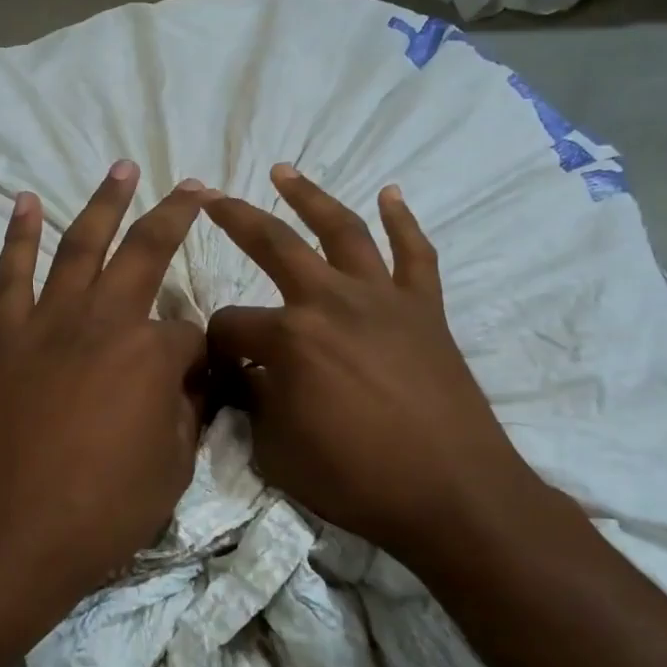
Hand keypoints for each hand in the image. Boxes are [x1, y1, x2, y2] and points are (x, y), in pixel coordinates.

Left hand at [0, 161, 210, 594]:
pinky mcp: (7, 339)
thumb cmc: (105, 510)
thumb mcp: (174, 466)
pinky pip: (11, 276)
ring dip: (103, 203)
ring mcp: (50, 324)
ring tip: (121, 167)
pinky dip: (18, 237)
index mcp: (153, 353)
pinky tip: (25, 203)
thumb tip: (191, 380)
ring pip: (80, 247)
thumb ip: (188, 410)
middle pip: (146, 254)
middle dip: (174, 216)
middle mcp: (104, 322)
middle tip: (191, 187)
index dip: (201, 355)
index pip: (191, 334)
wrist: (15, 535)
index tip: (201, 380)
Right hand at [204, 164, 545, 564]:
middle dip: (236, 220)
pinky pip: (415, 254)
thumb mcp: (278, 453)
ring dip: (311, 196)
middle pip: (274, 245)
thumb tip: (247, 378)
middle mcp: (332, 302)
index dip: (217, 346)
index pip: (231, 326)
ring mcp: (383, 299)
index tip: (220, 368)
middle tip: (212, 198)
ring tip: (284, 171)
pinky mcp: (426, 309)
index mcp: (289, 338)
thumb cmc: (358, 480)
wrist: (453, 494)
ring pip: (342, 231)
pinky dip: (403, 221)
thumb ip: (254, 405)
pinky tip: (391, 195)